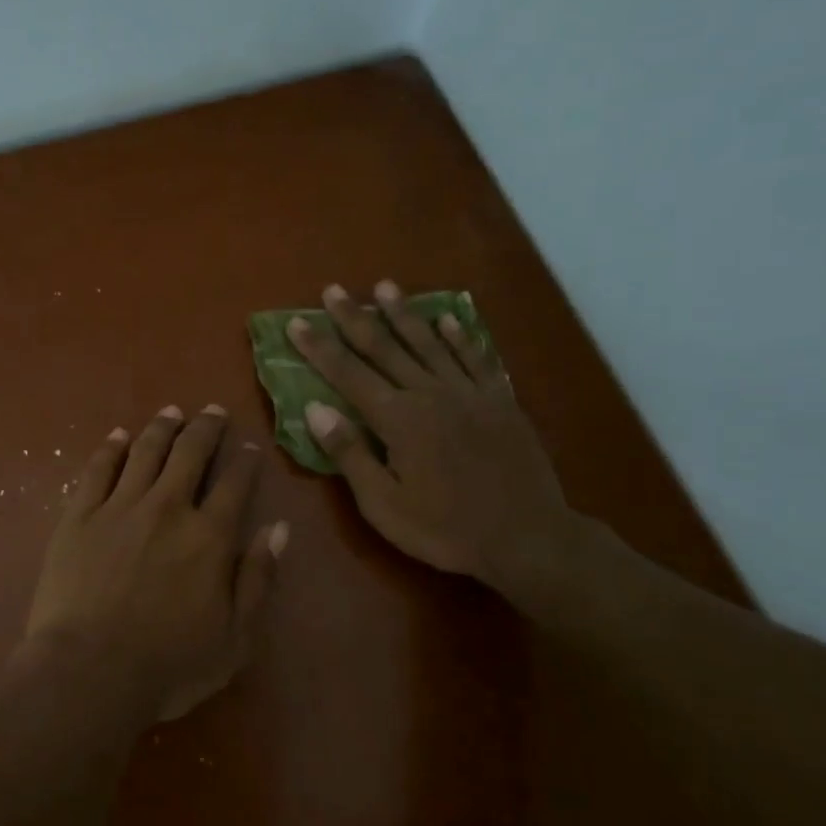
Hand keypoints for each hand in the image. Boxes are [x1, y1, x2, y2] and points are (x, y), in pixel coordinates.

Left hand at [25, 406, 288, 722]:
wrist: (88, 673)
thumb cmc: (168, 665)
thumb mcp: (234, 638)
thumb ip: (258, 578)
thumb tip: (278, 528)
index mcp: (208, 537)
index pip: (234, 485)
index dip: (244, 462)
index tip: (249, 446)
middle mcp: (167, 508)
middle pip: (190, 454)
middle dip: (206, 428)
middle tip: (213, 410)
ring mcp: (119, 507)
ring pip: (145, 452)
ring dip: (162, 427)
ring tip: (171, 411)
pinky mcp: (79, 515)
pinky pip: (98, 469)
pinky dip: (111, 448)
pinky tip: (118, 435)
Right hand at [287, 281, 578, 594]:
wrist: (528, 538)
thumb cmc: (445, 529)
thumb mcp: (384, 505)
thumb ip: (349, 453)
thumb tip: (314, 408)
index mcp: (398, 419)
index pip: (348, 374)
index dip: (320, 347)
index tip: (297, 321)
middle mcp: (430, 394)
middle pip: (384, 348)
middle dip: (355, 318)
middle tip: (334, 290)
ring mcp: (469, 393)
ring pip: (429, 343)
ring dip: (404, 314)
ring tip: (385, 287)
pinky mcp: (500, 401)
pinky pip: (476, 358)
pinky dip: (460, 337)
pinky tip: (448, 320)